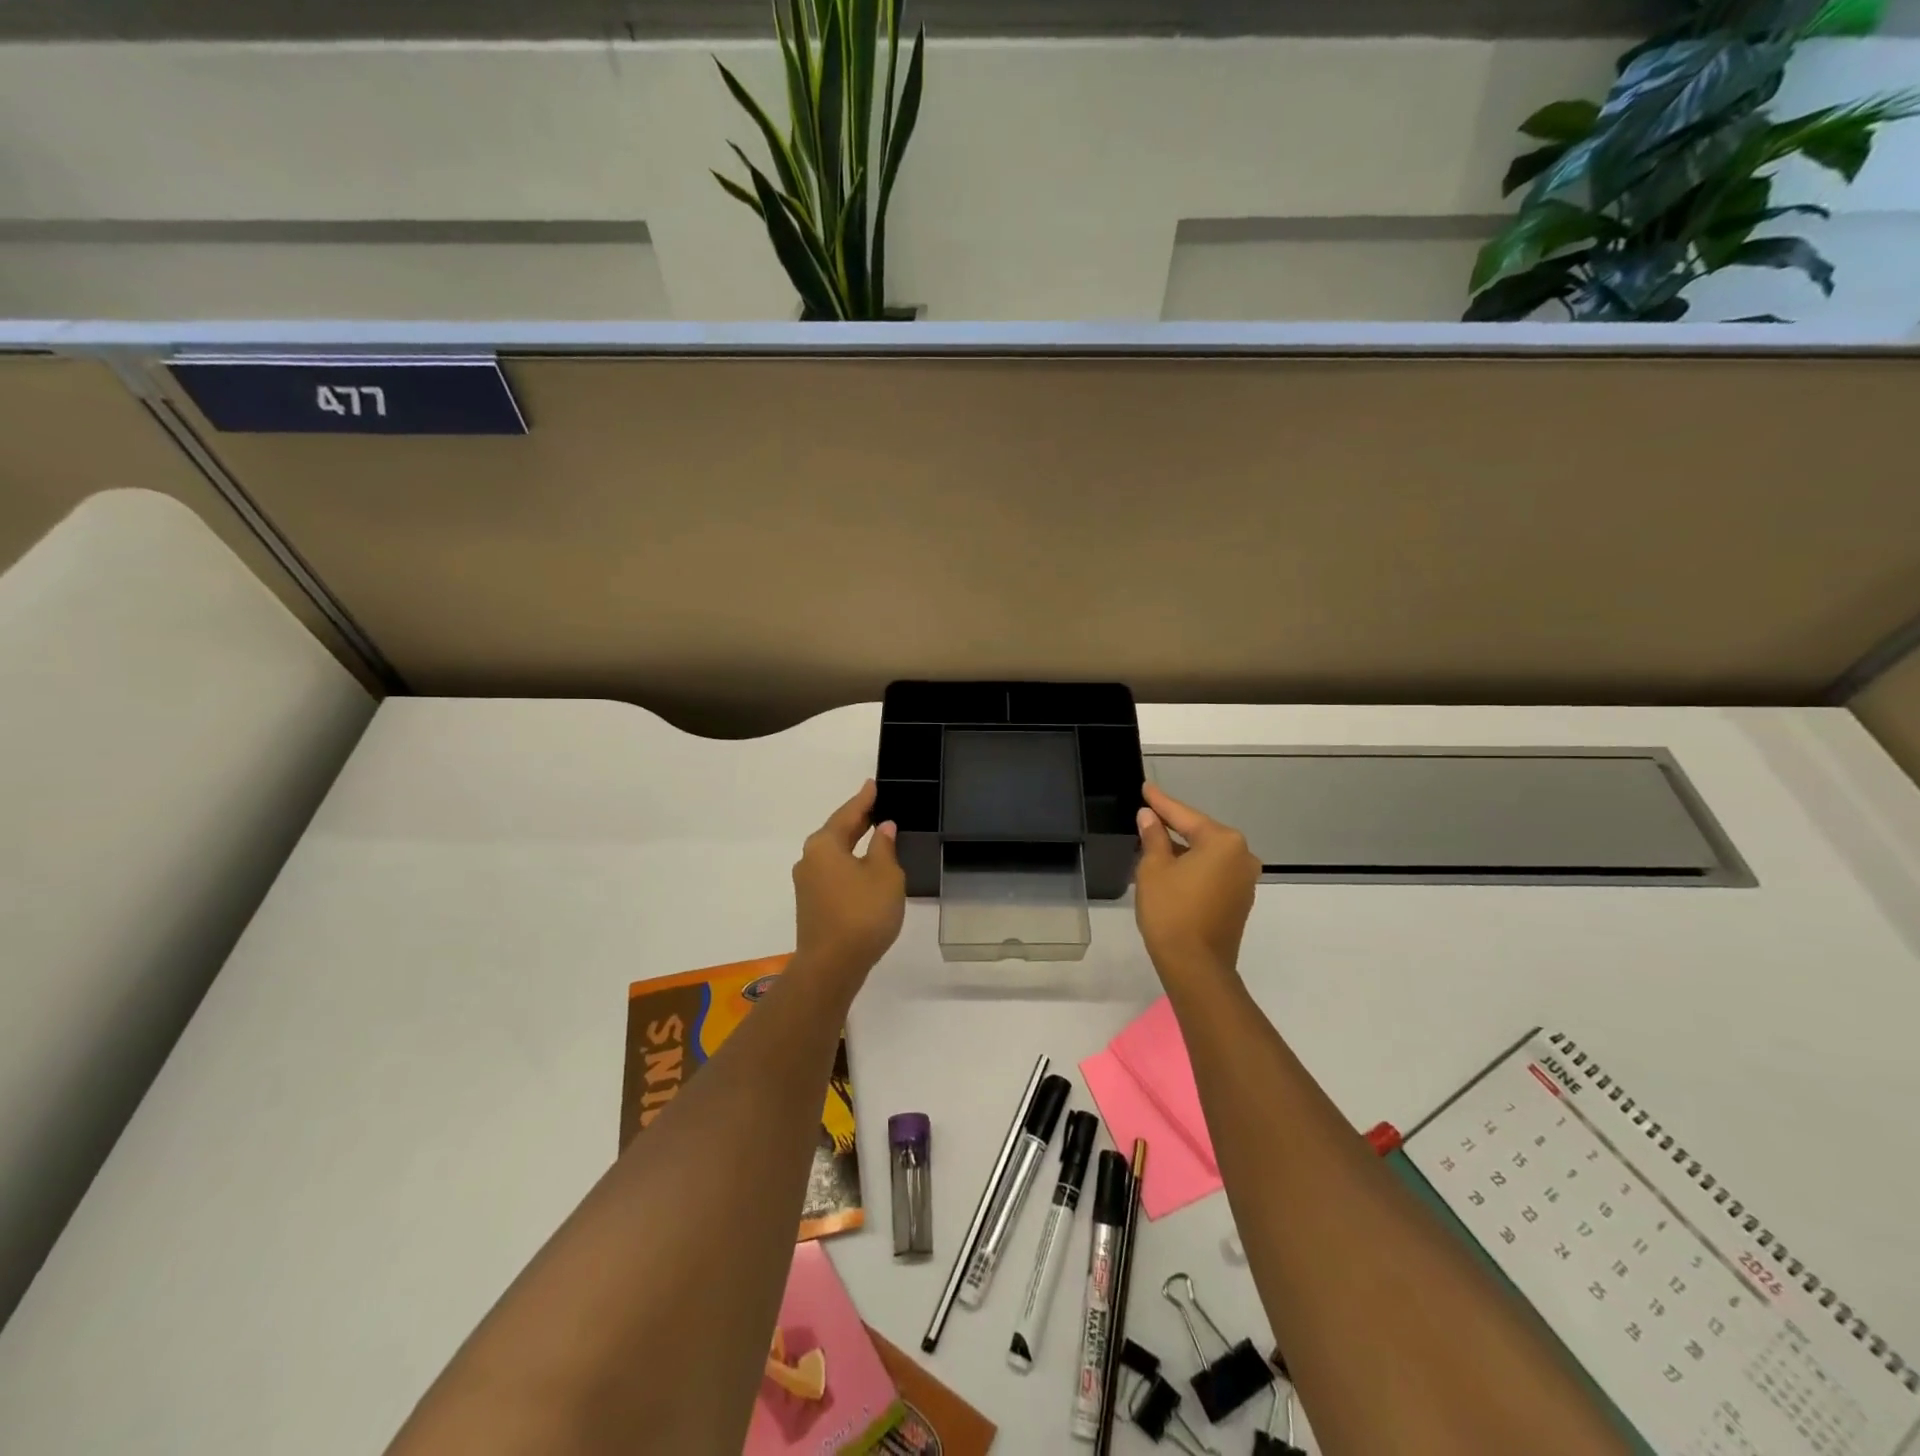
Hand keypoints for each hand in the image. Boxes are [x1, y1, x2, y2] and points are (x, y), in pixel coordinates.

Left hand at [792, 780, 905, 982]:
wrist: (832, 966)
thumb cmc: (862, 913)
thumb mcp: (885, 875)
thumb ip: (884, 847)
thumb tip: (882, 828)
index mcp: (824, 844)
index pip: (848, 813)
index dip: (864, 799)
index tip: (872, 784)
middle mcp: (809, 859)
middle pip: (837, 832)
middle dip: (857, 820)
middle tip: (877, 806)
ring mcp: (807, 883)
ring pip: (834, 854)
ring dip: (853, 844)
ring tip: (874, 835)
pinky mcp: (811, 904)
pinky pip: (833, 872)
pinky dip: (849, 864)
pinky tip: (864, 868)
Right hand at [1134, 783, 1260, 982]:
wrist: (1195, 966)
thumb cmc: (1171, 911)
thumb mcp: (1154, 869)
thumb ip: (1153, 837)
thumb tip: (1149, 816)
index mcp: (1223, 841)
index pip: (1184, 815)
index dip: (1161, 802)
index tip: (1146, 788)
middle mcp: (1242, 855)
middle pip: (1201, 832)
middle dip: (1174, 825)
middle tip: (1149, 814)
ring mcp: (1245, 879)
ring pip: (1208, 854)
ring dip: (1184, 848)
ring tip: (1156, 841)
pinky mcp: (1240, 900)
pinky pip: (1214, 872)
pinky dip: (1195, 866)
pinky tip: (1174, 868)